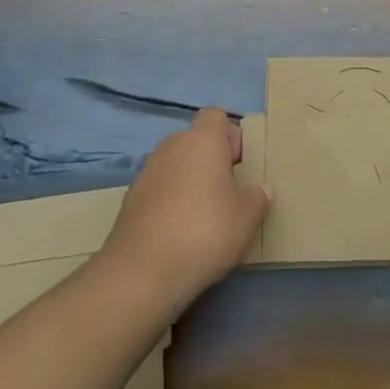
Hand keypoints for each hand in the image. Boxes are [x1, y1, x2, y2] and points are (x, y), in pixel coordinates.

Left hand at [99, 108, 269, 308]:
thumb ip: (257, 198)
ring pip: (174, 166)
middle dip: (209, 161)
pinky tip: (177, 234)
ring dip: (187, 182)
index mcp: (202, 140)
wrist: (142, 272)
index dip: (231, 136)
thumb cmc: (205, 231)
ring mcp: (146, 173)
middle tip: (225, 193)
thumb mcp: (247, 218)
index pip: (216, 116)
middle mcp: (171, 147)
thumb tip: (260, 190)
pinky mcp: (129, 201)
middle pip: (194, 141)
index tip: (240, 166)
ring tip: (201, 217)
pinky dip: (168, 203)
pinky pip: (157, 191)